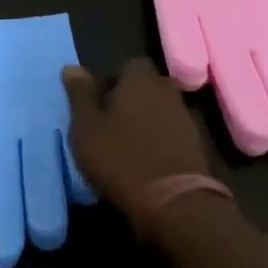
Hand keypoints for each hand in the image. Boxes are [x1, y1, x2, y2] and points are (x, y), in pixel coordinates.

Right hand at [62, 59, 211, 227]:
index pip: (127, 66)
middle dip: (128, 101)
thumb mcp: (87, 126)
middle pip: (144, 88)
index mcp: (140, 78)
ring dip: (143, 123)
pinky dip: (157, 142)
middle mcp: (166, 90)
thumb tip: (71, 67)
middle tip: (107, 124)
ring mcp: (185, 118)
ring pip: (158, 111)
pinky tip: (143, 162)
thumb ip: (80, 95)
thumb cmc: (121, 157)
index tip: (97, 104)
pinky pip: (170, 134)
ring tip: (124, 146)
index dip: (111, 82)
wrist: (173, 202)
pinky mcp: (195, 146)